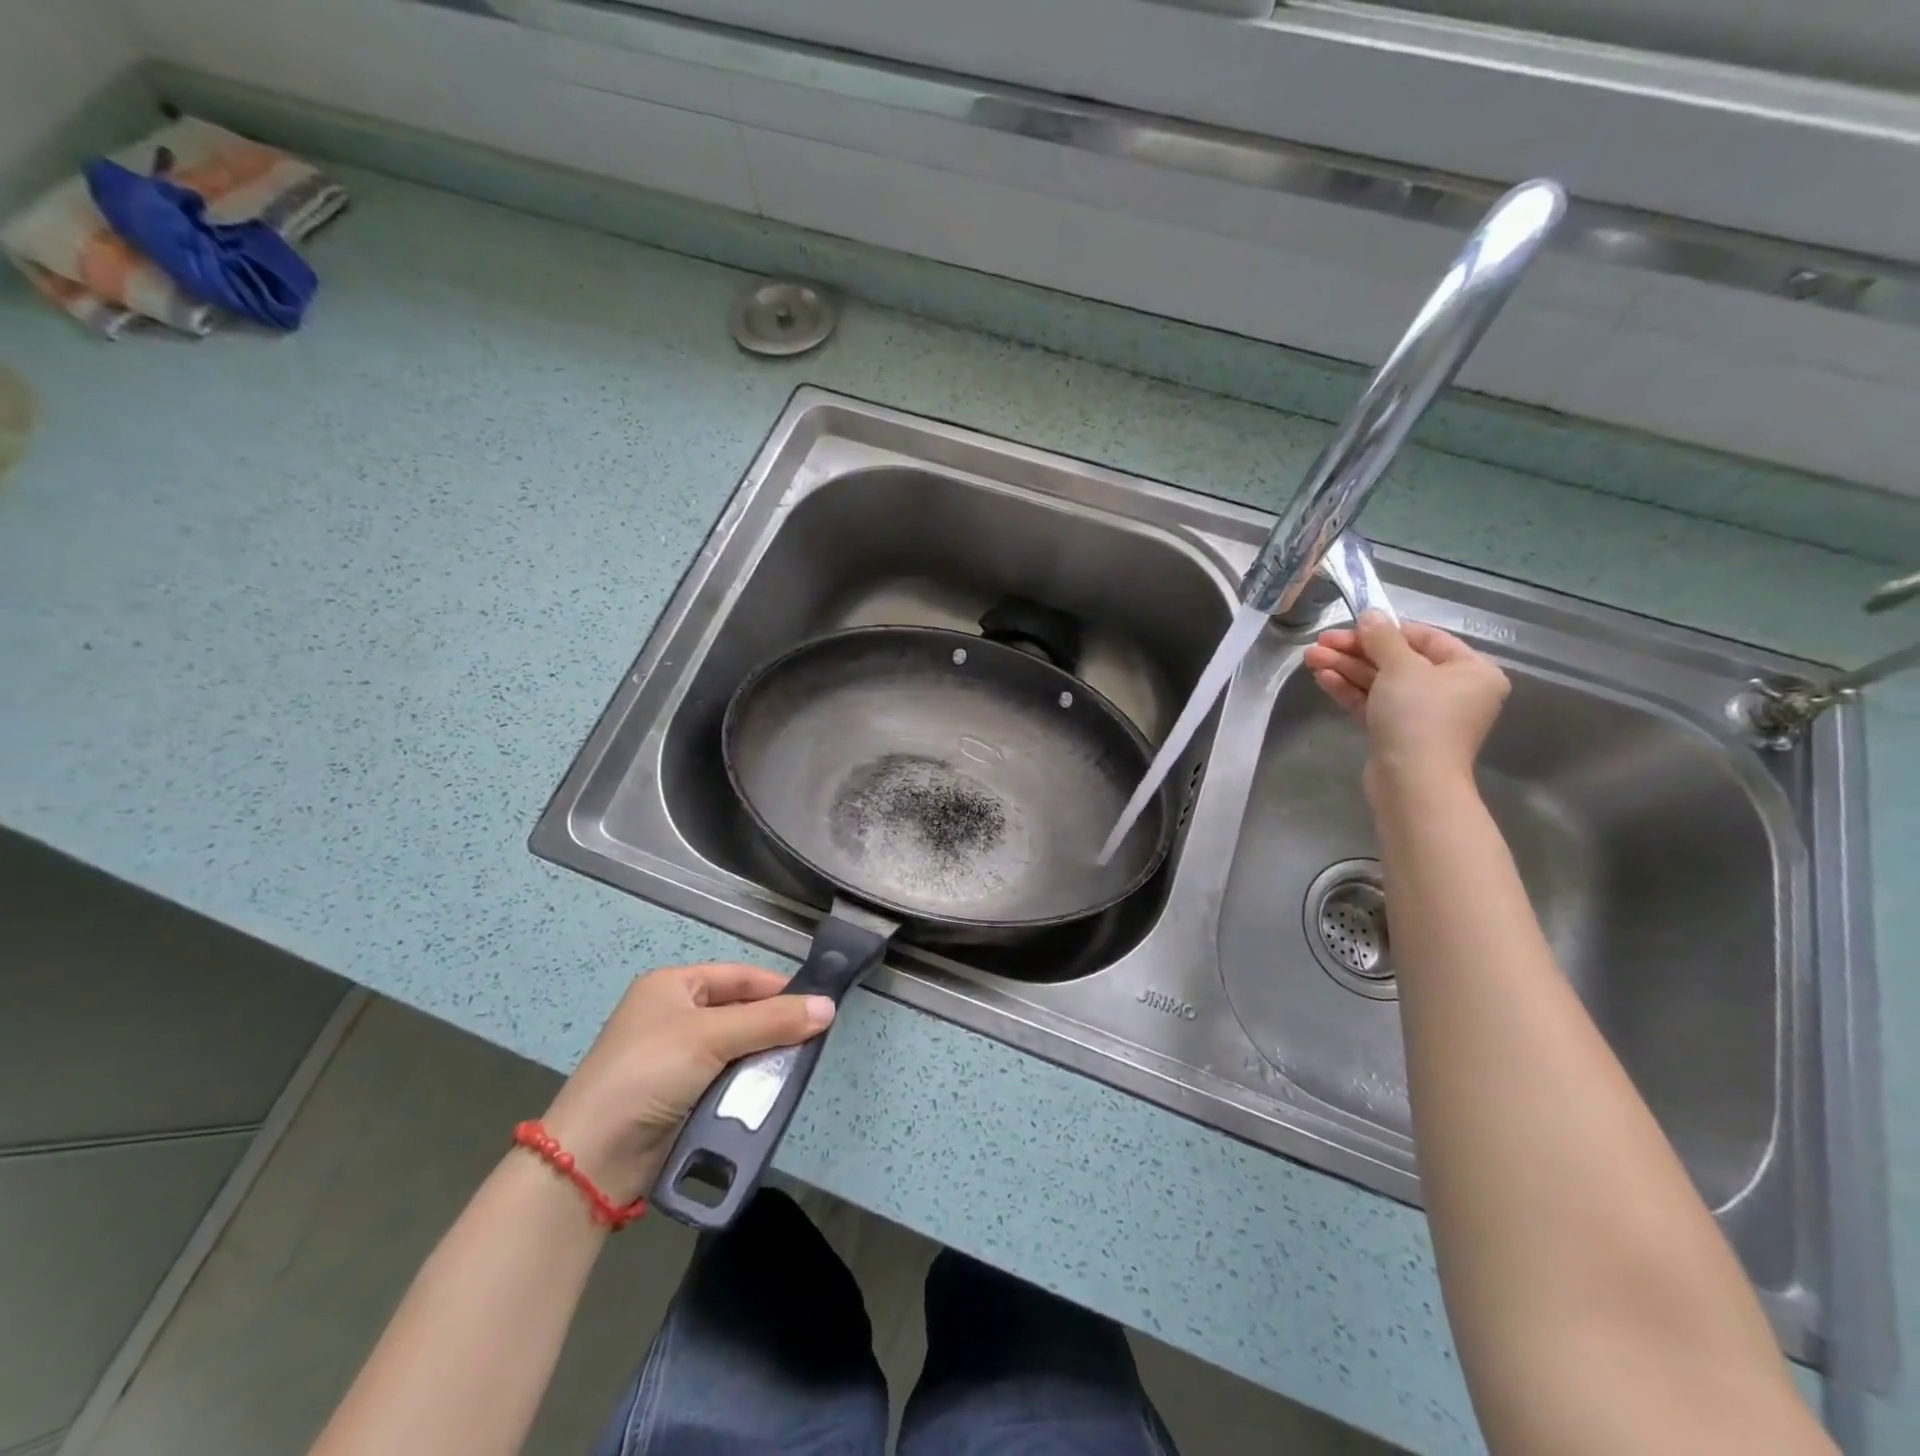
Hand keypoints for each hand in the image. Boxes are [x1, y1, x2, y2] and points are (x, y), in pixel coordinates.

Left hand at [538, 963, 834, 1205]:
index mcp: (673, 985)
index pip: (740, 976)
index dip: (778, 988)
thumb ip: (772, 1021)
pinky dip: (748, 1085)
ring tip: (798, 1068)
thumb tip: (829, 1007)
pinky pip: (726, 1080)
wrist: (592, 1158)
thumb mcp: (711, 1037)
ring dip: (764, 1059)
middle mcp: (674, 1015)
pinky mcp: (680, 1096)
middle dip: (774, 1026)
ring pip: (737, 1049)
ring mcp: (676, 1058)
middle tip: (814, 1040)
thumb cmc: (649, 1072)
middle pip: (741, 1012)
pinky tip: (771, 1093)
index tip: (818, 1004)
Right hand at [1303, 611, 1509, 796]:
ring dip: (1346, 669)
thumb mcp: (1401, 667)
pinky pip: (1374, 703)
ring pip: (1380, 683)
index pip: (1424, 638)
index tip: (1350, 626)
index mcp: (1470, 670)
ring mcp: (1423, 715)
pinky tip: (1324, 678)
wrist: (1412, 781)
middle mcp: (1452, 691)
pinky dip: (1351, 690)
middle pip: (1398, 661)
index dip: (1385, 630)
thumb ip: (1383, 637)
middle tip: (1319, 644)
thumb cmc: (1419, 717)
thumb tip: (1371, 614)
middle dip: (1355, 652)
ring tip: (1310, 658)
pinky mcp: (1398, 733)